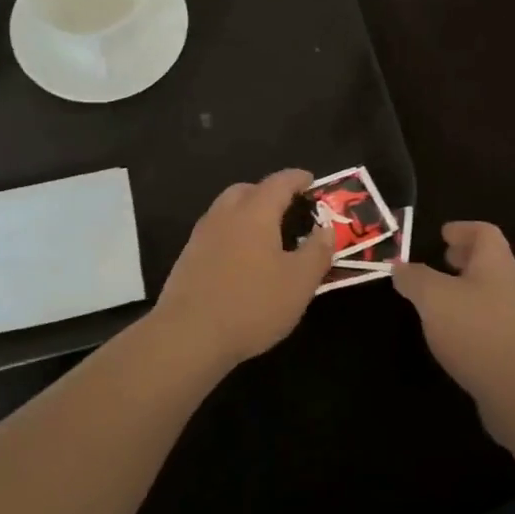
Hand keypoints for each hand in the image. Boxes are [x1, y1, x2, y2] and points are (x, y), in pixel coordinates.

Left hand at [153, 169, 333, 369]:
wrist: (189, 335)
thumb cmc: (252, 304)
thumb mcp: (299, 282)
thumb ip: (317, 251)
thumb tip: (327, 228)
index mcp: (255, 213)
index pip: (279, 182)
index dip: (297, 179)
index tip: (310, 181)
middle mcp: (225, 215)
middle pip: (247, 190)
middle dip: (269, 193)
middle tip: (288, 209)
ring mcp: (201, 236)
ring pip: (227, 210)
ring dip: (247, 213)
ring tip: (267, 236)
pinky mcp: (187, 259)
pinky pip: (215, 233)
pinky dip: (232, 235)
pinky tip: (242, 261)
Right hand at [393, 222, 514, 408]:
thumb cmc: (477, 331)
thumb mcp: (433, 298)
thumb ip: (414, 279)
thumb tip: (400, 267)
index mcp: (497, 264)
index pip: (484, 232)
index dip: (463, 228)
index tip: (443, 233)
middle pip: (492, 262)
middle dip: (466, 259)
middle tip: (443, 260)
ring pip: (493, 293)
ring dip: (469, 290)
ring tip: (442, 300)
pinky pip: (495, 322)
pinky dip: (474, 318)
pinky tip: (456, 335)